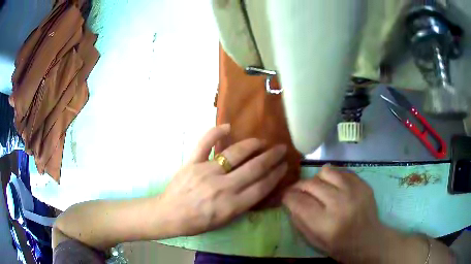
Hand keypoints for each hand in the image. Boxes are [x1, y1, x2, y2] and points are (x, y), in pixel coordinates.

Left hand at [158, 124, 287, 235]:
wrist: (170, 215)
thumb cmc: (198, 222)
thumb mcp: (225, 220)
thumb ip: (243, 204)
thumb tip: (259, 186)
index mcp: (232, 205)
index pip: (262, 186)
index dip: (276, 174)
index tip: (284, 165)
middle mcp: (223, 187)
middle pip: (254, 168)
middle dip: (271, 157)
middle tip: (281, 149)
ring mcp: (206, 172)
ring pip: (234, 154)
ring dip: (252, 145)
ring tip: (261, 141)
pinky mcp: (192, 163)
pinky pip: (204, 144)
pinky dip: (215, 133)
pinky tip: (227, 127)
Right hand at [282, 165, 389, 261]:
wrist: (369, 240)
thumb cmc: (339, 246)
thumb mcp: (314, 241)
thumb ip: (299, 220)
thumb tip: (290, 201)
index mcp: (325, 223)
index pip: (298, 201)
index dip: (287, 196)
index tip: (285, 196)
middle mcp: (340, 204)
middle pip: (311, 184)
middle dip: (299, 187)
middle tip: (298, 192)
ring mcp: (354, 191)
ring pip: (326, 171)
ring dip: (317, 179)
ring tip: (318, 188)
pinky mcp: (363, 184)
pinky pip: (341, 171)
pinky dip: (333, 177)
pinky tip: (334, 187)